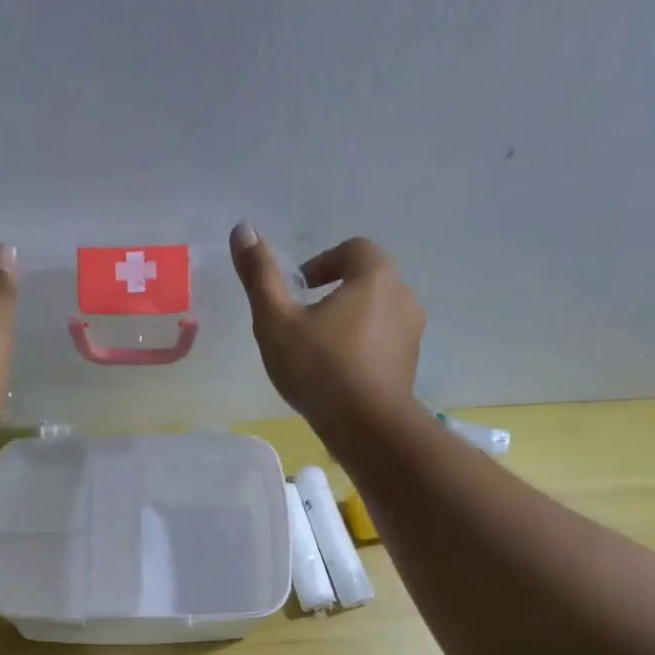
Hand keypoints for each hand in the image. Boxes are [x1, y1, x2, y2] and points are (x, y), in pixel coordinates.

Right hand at [228, 226, 423, 428]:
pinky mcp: (410, 365)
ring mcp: (412, 333)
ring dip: (350, 322)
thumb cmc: (319, 368)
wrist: (366, 427)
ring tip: (319, 350)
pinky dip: (362, 348)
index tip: (299, 290)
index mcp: (375, 276)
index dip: (323, 263)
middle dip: (336, 293)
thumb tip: (243, 228)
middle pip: (367, 280)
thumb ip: (260, 275)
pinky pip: (383, 343)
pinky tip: (338, 374)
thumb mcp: (276, 321)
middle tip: (304, 320)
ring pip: (377, 313)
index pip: (352, 249)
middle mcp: (403, 296)